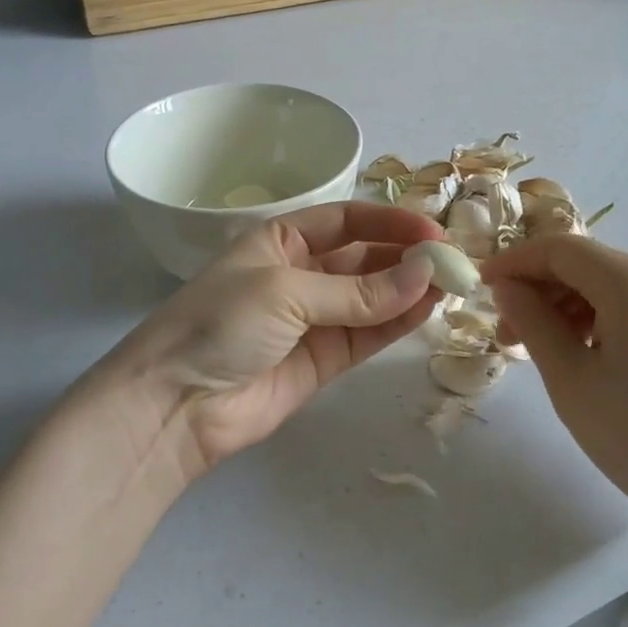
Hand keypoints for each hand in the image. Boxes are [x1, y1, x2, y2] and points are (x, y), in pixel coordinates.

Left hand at [106, 202, 442, 478]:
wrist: (176, 405)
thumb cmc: (221, 323)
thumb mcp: (285, 291)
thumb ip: (358, 290)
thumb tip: (424, 276)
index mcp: (280, 241)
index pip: (345, 220)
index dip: (389, 221)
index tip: (432, 231)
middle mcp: (300, 273)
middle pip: (363, 257)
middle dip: (405, 256)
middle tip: (451, 260)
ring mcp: (313, 319)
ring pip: (372, 297)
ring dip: (408, 289)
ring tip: (451, 283)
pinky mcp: (323, 360)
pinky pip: (368, 333)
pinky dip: (398, 322)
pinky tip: (428, 309)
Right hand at [482, 236, 627, 547]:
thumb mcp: (570, 379)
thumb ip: (532, 321)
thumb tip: (506, 287)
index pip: (560, 249)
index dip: (514, 261)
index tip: (480, 286)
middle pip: (583, 264)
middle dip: (537, 288)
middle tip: (504, 332)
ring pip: (604, 285)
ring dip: (562, 306)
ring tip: (535, 349)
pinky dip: (593, 319)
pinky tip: (577, 354)